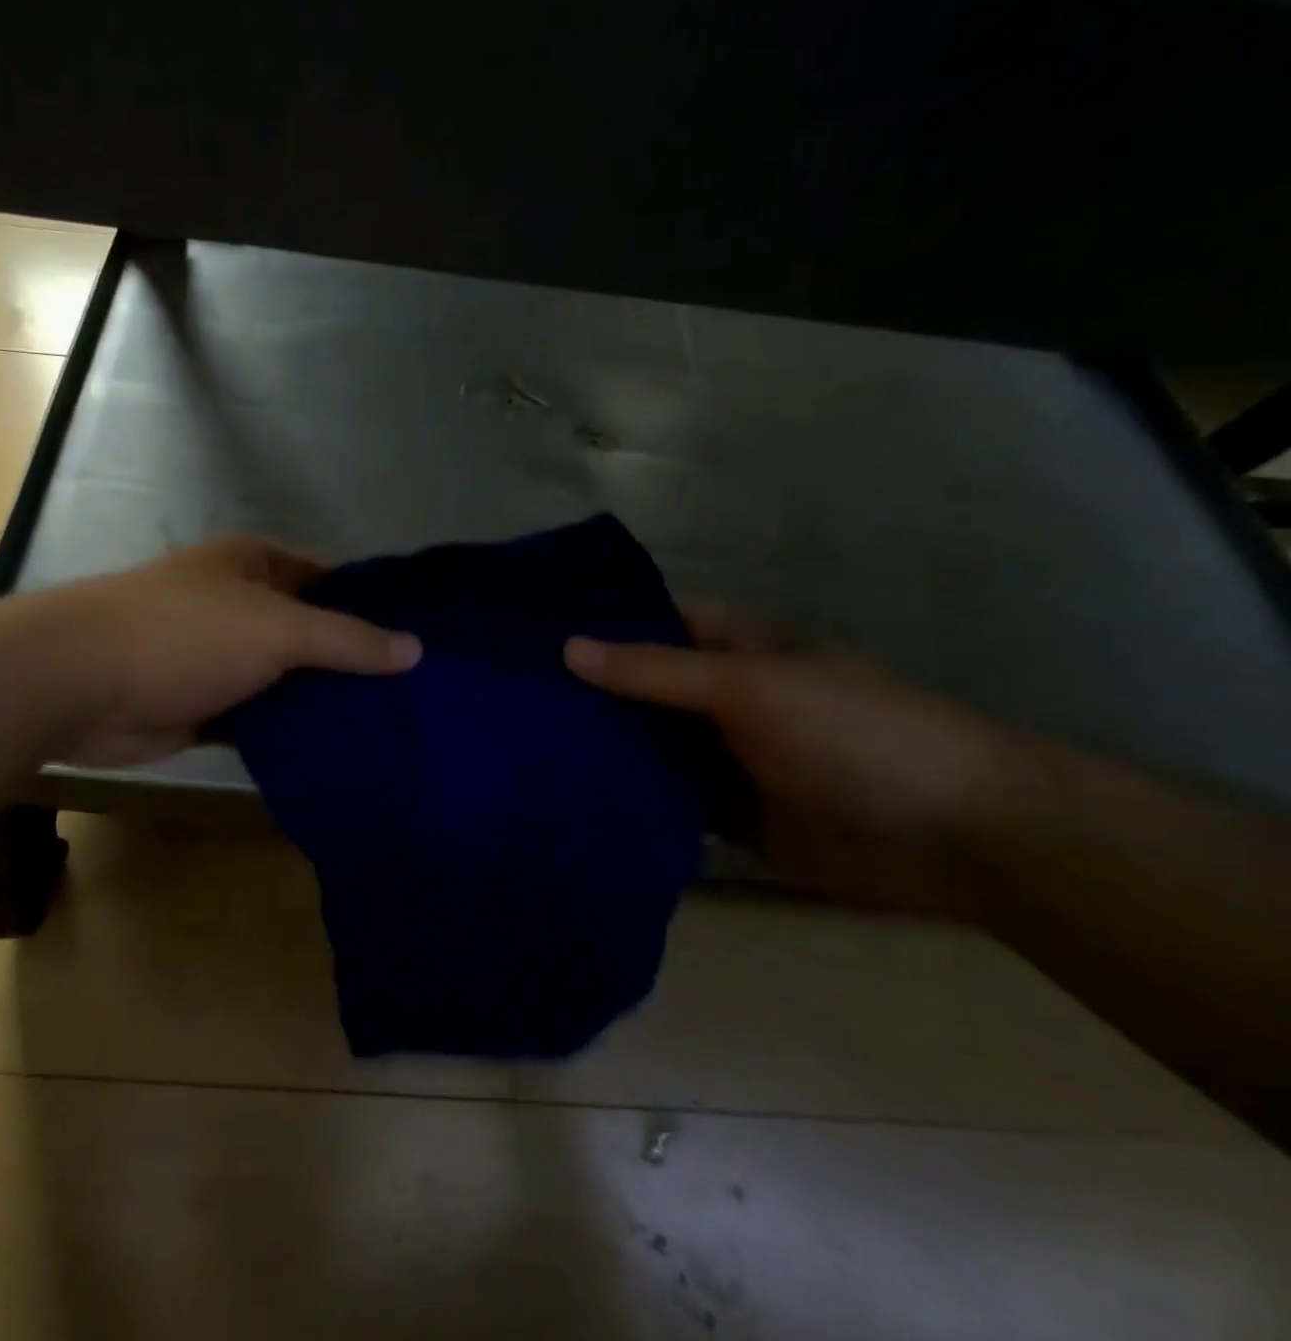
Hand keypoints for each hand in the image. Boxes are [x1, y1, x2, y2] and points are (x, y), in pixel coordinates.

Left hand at [24, 537, 420, 765]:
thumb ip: (347, 640)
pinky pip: (262, 717)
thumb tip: (415, 649)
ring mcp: (222, 658)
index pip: (333, 580)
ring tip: (392, 731)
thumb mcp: (278, 627)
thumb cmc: (185, 633)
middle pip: (312, 633)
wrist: (80, 683)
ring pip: (288, 680)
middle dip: (355, 663)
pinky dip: (290, 732)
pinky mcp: (206, 707)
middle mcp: (241, 606)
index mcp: (256, 566)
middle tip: (419, 699)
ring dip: (324, 703)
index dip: (376, 607)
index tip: (423, 642)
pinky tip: (337, 754)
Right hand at [565, 606, 1017, 909]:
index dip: (597, 620)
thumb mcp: (748, 686)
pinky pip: (665, 801)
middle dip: (585, 690)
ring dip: (600, 747)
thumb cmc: (849, 732)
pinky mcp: (724, 814)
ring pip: (647, 745)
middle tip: (505, 695)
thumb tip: (567, 648)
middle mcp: (719, 697)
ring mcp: (721, 756)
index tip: (528, 630)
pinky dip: (628, 800)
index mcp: (731, 649)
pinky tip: (570, 800)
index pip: (651, 621)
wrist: (951, 836)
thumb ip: (656, 671)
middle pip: (640, 686)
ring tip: (520, 746)